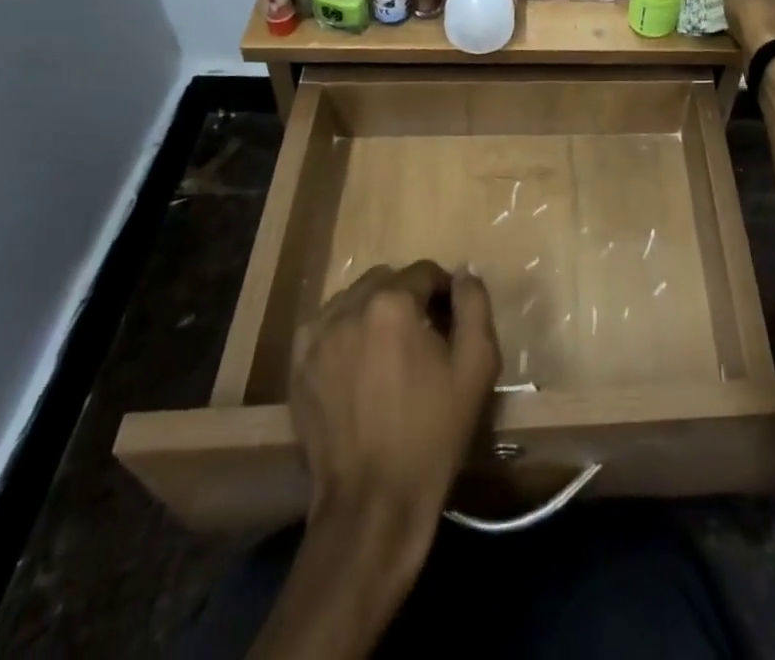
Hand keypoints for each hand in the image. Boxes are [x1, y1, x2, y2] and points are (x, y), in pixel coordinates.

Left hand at [289, 261, 500, 569]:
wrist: (373, 504)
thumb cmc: (432, 432)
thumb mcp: (476, 365)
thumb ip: (474, 304)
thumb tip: (463, 273)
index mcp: (392, 303)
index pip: (424, 271)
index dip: (444, 292)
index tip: (452, 322)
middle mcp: (348, 309)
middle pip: (386, 280)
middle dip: (408, 297)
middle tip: (423, 335)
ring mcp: (316, 339)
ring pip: (352, 300)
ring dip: (374, 312)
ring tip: (389, 351)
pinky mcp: (298, 369)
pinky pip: (325, 328)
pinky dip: (344, 333)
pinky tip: (358, 364)